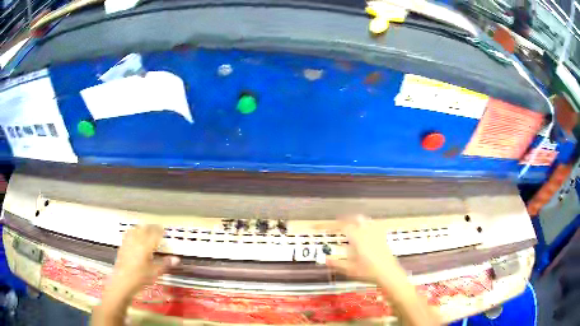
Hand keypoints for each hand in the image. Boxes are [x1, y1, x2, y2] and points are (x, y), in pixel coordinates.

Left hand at [107, 225, 179, 298]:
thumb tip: (176, 259)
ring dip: (142, 228)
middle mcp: (136, 241)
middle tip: (156, 230)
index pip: (154, 234)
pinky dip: (133, 232)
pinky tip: (134, 237)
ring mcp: (128, 242)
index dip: (160, 231)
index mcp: (146, 246)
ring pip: (135, 229)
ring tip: (146, 230)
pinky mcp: (122, 245)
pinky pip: (128, 234)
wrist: (123, 282)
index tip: (164, 231)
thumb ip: (165, 264)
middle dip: (151, 227)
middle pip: (144, 228)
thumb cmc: (140, 278)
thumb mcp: (155, 272)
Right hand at [325, 215, 406, 284]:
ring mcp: (376, 235)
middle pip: (358, 219)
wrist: (387, 273)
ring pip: (368, 221)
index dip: (338, 225)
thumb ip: (337, 264)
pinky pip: (377, 226)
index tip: (334, 227)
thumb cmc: (368, 271)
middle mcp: (367, 233)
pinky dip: (371, 225)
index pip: (345, 226)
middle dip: (350, 219)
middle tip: (344, 223)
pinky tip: (370, 229)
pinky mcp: (383, 238)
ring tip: (355, 224)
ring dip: (360, 221)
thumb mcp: (349, 269)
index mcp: (357, 238)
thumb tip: (326, 260)